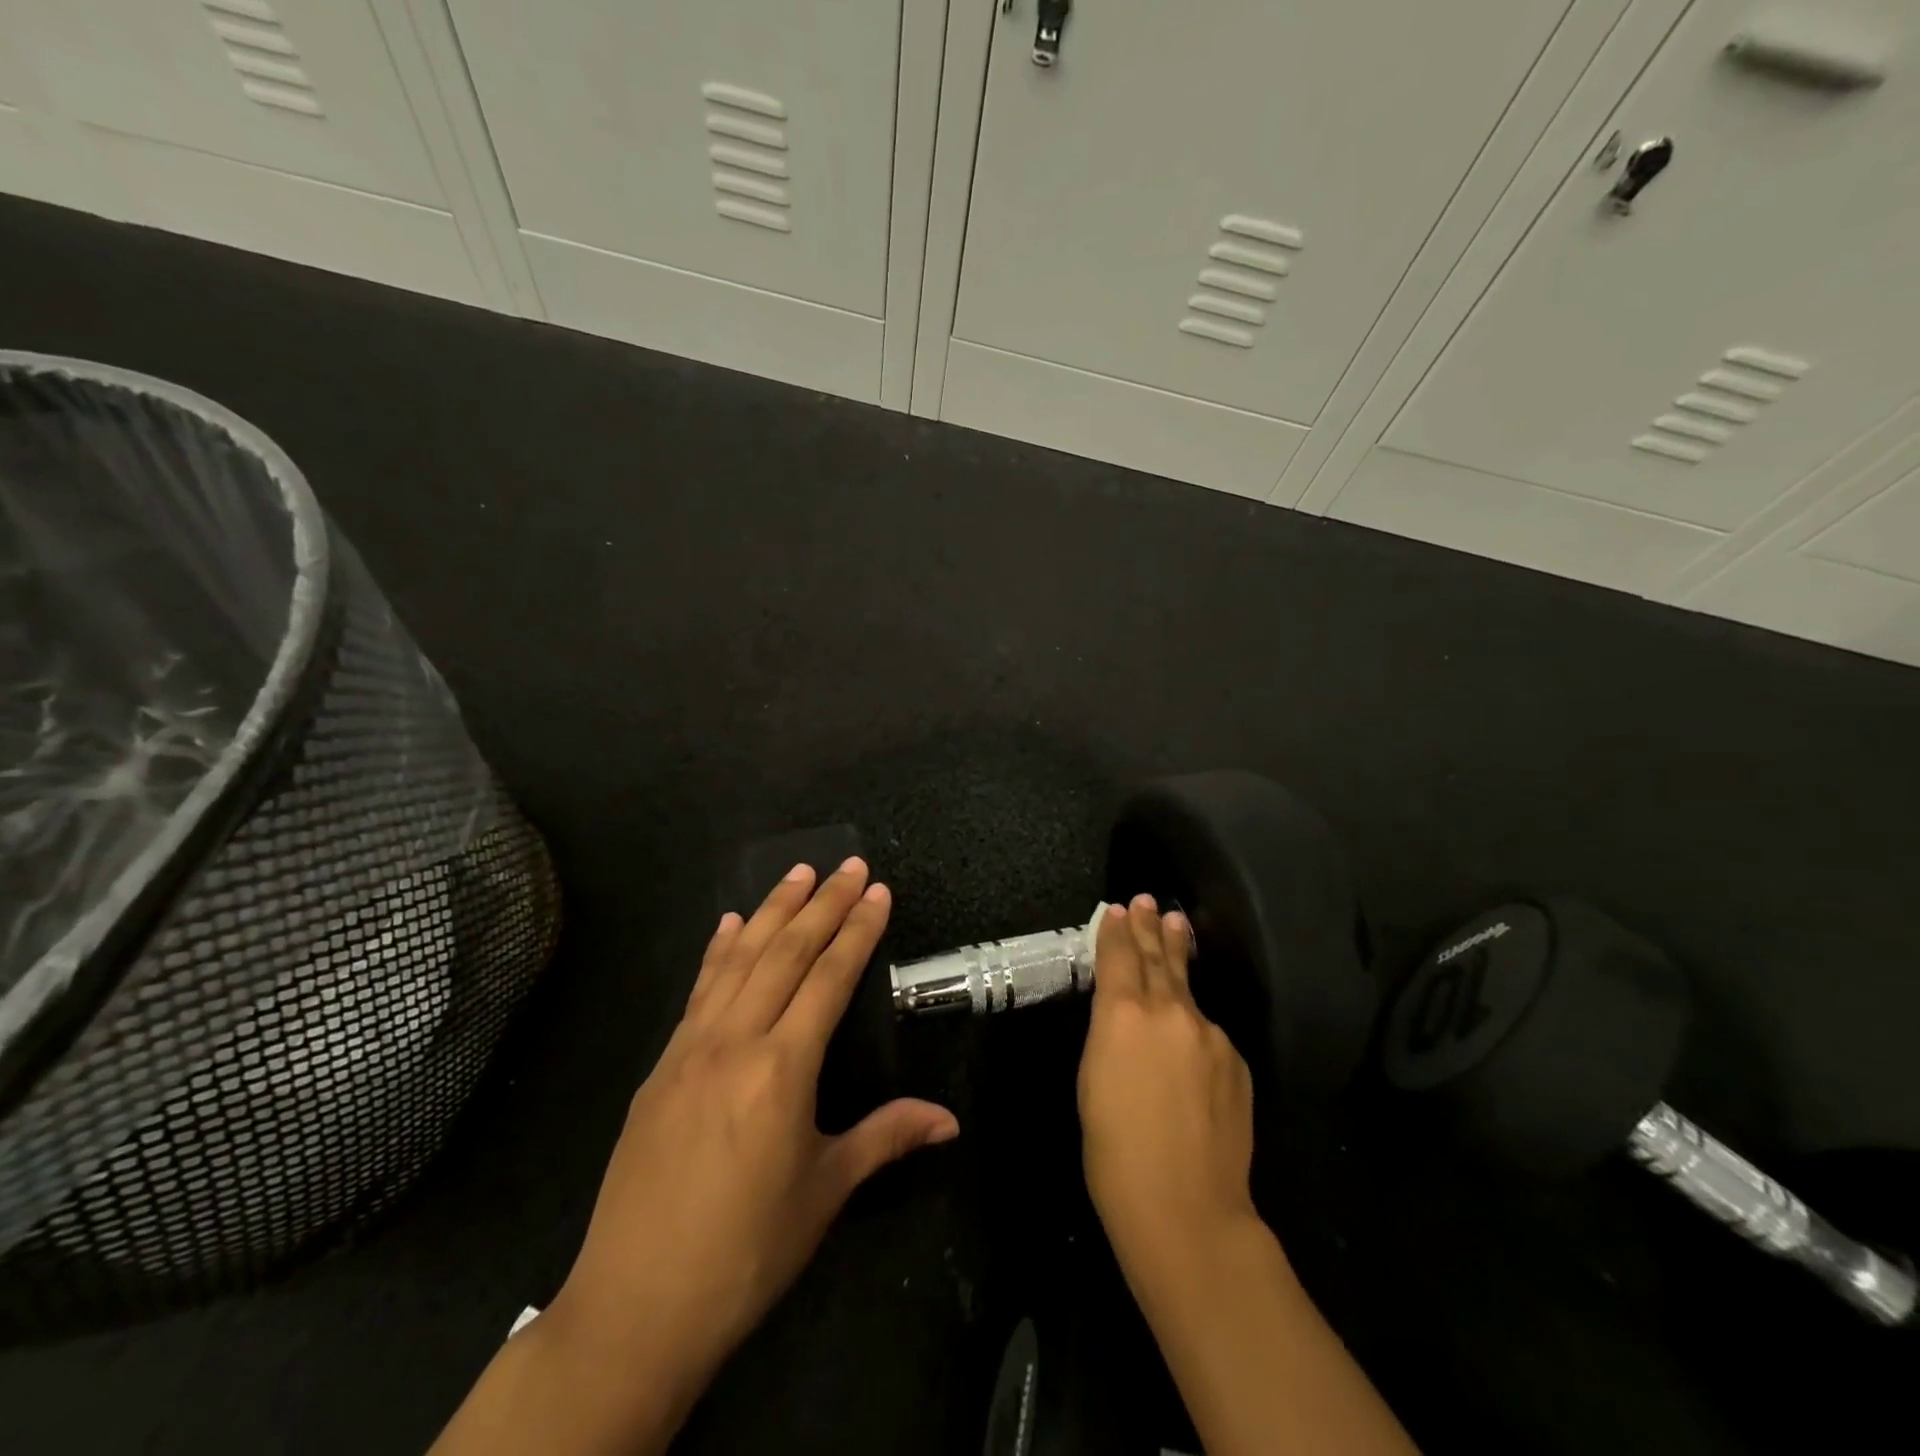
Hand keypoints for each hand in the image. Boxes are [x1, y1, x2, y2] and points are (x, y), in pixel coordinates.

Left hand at [533, 858, 957, 1445]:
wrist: (636, 1306)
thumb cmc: (747, 1250)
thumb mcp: (826, 1191)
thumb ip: (887, 1138)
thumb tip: (949, 1120)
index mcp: (782, 1068)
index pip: (830, 978)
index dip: (857, 930)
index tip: (876, 890)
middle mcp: (736, 1041)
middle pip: (786, 954)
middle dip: (822, 903)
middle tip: (848, 864)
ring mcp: (691, 1048)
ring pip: (739, 960)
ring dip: (772, 911)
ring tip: (797, 872)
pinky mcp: (661, 1065)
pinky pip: (697, 991)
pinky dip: (718, 951)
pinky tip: (728, 925)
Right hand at [1078, 895, 1258, 1286]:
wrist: (1188, 1208)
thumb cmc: (1115, 1151)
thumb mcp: (1092, 1080)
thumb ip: (1109, 1034)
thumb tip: (1123, 1014)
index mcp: (1123, 1014)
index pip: (1119, 956)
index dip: (1116, 930)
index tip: (1117, 909)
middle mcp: (1169, 1010)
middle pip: (1157, 956)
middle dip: (1149, 926)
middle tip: (1146, 900)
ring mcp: (1209, 1033)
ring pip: (1187, 988)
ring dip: (1177, 955)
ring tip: (1175, 925)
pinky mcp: (1235, 1059)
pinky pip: (1207, 1031)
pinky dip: (1193, 1022)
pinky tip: (1188, 1033)